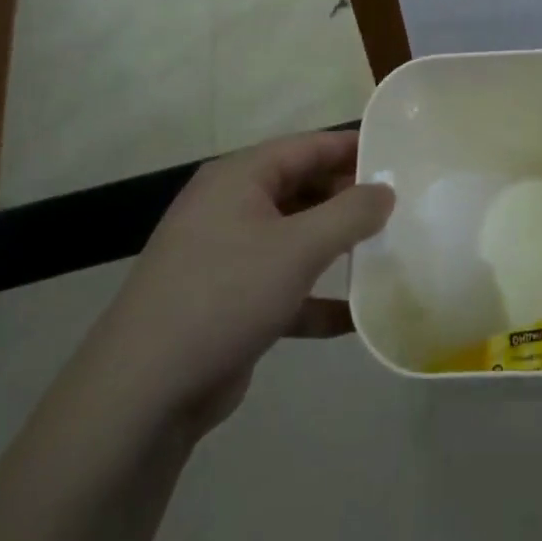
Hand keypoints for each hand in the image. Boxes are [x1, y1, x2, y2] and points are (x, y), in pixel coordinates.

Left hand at [90, 131, 394, 435]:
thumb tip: (385, 190)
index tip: (398, 158)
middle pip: (303, 189)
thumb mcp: (298, 248)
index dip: (353, 149)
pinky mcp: (228, 301)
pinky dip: (315, 296)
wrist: (142, 393)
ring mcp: (226, 255)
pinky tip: (355, 317)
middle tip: (399, 210)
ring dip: (336, 248)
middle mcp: (231, 207)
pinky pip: (283, 285)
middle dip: (348, 200)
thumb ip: (350, 214)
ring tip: (386, 253)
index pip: (308, 146)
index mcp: (239, 177)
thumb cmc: (225, 295)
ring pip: (295, 238)